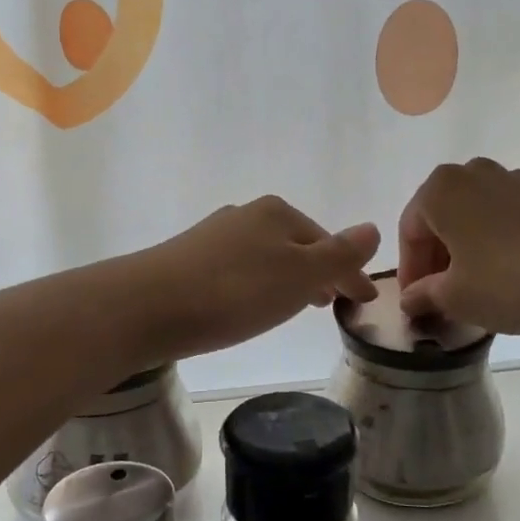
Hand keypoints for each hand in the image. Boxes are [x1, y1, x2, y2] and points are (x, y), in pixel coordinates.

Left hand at [132, 196, 379, 360]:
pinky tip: (248, 304)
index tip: (364, 302)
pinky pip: (239, 269)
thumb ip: (339, 255)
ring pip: (266, 256)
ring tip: (295, 306)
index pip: (328, 243)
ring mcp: (214, 236)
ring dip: (287, 278)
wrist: (146, 305)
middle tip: (332, 302)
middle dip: (318, 271)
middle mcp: (246, 215)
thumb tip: (373, 228)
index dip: (350, 273)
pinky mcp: (188, 259)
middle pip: (296, 244)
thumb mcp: (299, 276)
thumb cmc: (234, 291)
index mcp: (278, 213)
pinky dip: (257, 284)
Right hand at [397, 159, 519, 334]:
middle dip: (435, 256)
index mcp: (439, 189)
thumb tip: (412, 299)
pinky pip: (502, 216)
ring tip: (473, 285)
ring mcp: (510, 179)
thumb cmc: (506, 282)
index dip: (410, 270)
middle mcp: (471, 172)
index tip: (415, 301)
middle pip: (440, 217)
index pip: (409, 231)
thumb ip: (423, 295)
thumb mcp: (454, 297)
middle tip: (440, 295)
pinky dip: (494, 240)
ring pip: (472, 215)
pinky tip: (505, 273)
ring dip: (464, 247)